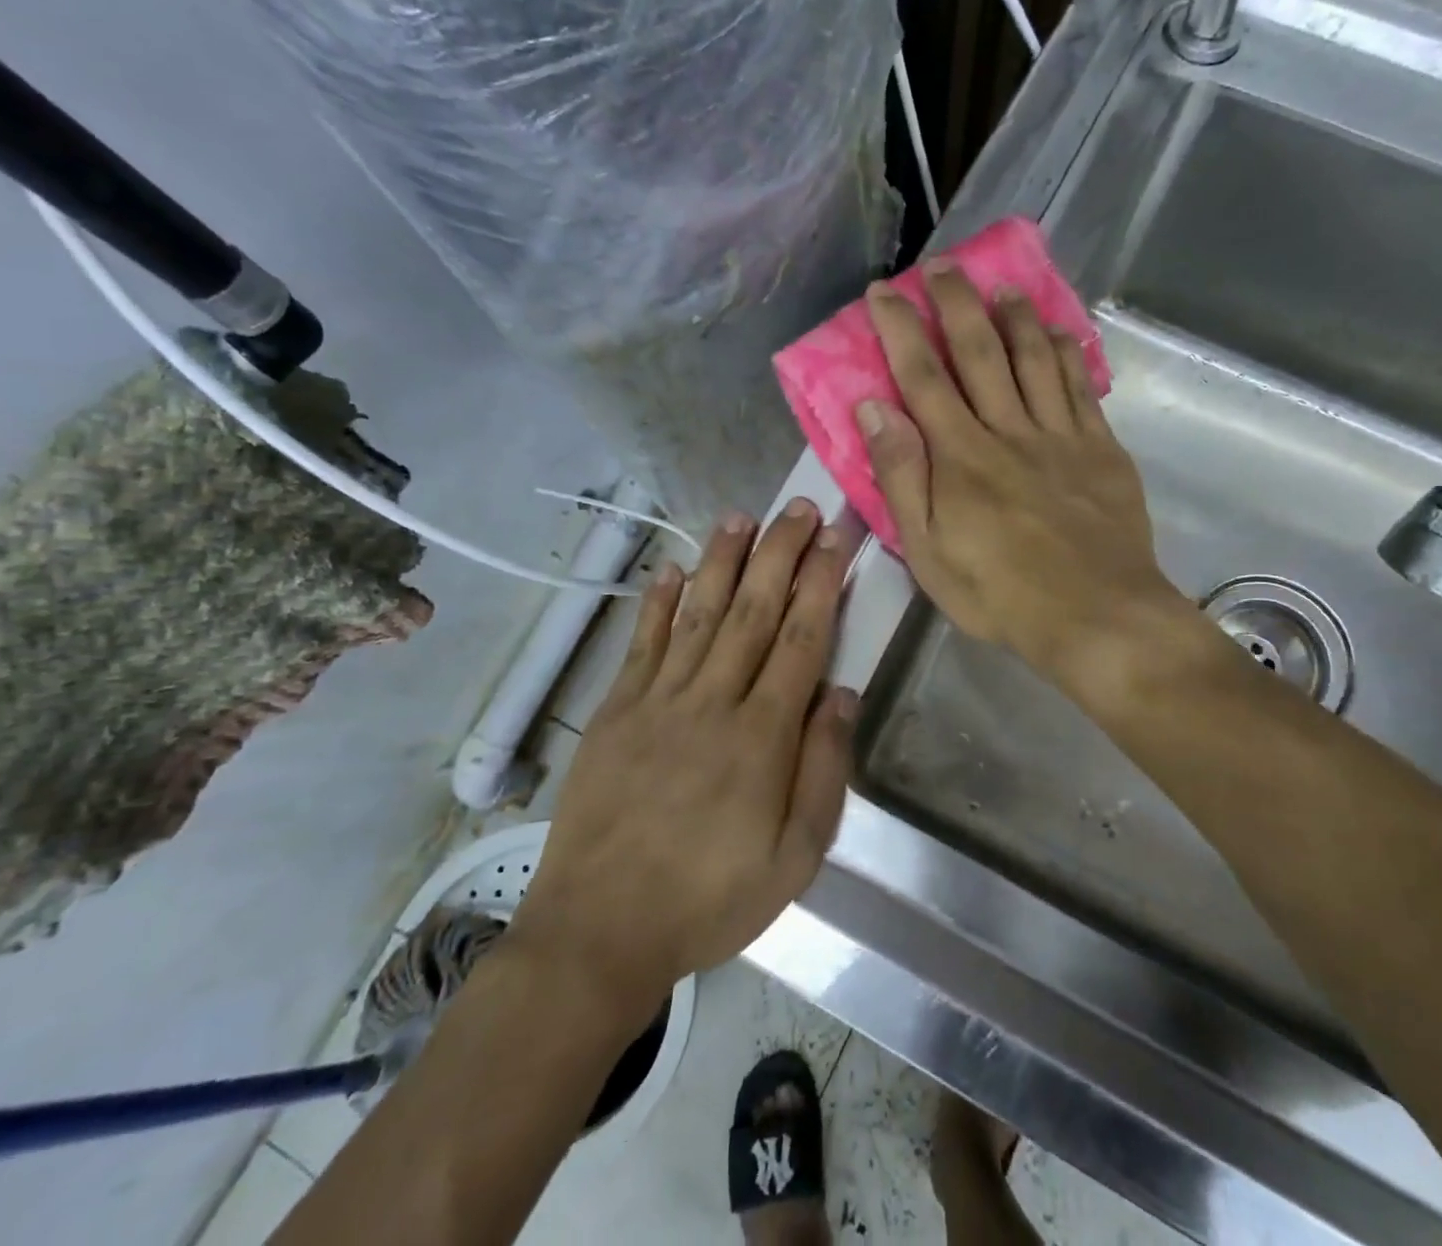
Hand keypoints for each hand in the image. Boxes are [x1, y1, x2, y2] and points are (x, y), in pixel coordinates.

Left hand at [510, 500, 855, 1013]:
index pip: (799, 640)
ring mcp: (656, 702)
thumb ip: (823, 771)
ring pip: (698, 614)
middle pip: (752, 611)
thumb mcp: (794, 858)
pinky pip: (641, 645)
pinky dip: (657, 603)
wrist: (599, 932)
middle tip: (799, 508)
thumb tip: (842, 694)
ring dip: (721, 561)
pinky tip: (671, 567)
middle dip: (780, 554)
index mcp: (761, 737)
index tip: (835, 541)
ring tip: (742, 516)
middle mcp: (710, 703)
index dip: (820, 585)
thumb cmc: (710, 900)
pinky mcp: (615, 712)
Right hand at [858, 264, 1200, 699]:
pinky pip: (1081, 388)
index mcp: (961, 457)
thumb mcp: (928, 551)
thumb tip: (873, 410)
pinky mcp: (1101, 449)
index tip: (883, 294)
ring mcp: (1060, 436)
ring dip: (1014, 316)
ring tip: (1000, 285)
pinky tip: (1059, 331)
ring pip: (1034, 358)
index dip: (901, 330)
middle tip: (940, 266)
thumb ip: (901, 477)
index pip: (923, 377)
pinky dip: (1068, 353)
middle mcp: (1008, 431)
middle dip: (956, 303)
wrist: (1098, 616)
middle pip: (980, 352)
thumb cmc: (1000, 594)